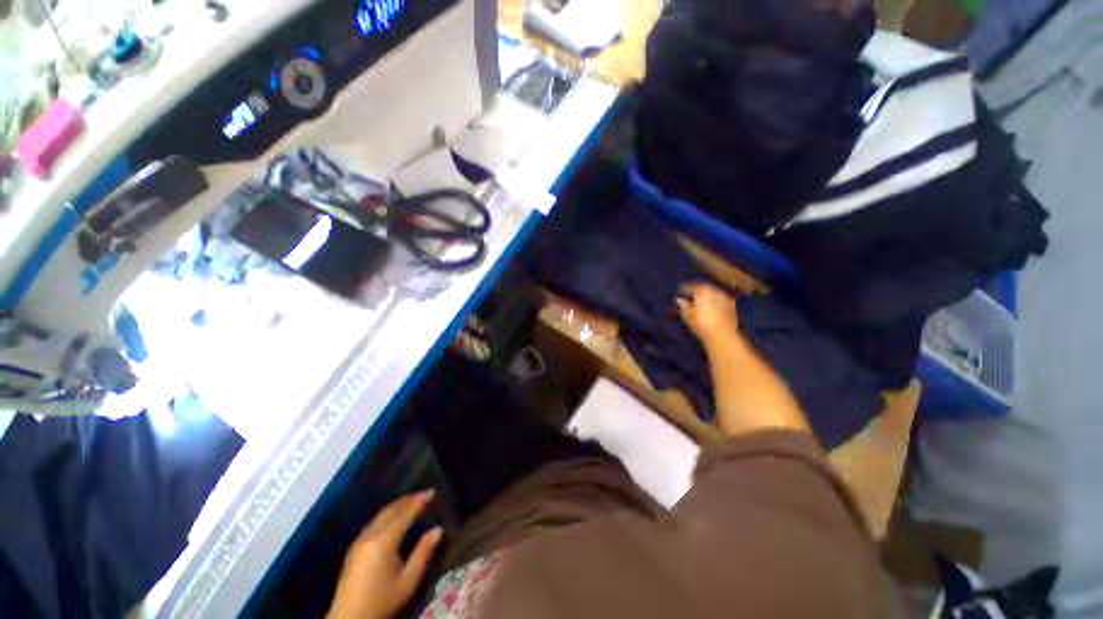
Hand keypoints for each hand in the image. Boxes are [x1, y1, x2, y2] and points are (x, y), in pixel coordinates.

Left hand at [329, 490, 443, 618]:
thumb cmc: (382, 600)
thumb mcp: (408, 580)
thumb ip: (423, 552)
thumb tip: (438, 529)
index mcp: (383, 541)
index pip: (405, 513)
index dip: (419, 501)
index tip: (433, 491)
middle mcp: (370, 535)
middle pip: (391, 510)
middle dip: (408, 500)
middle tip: (425, 494)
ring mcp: (359, 541)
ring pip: (380, 515)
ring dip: (398, 506)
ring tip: (413, 502)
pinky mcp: (354, 548)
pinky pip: (374, 522)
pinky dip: (388, 514)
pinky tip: (394, 518)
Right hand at [676, 282, 738, 342]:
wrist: (723, 335)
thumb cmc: (701, 324)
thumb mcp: (687, 315)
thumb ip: (682, 305)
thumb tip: (679, 299)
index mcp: (702, 291)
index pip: (691, 287)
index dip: (684, 290)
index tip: (681, 294)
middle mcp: (714, 290)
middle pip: (703, 288)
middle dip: (697, 293)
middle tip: (691, 299)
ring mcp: (725, 297)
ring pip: (712, 294)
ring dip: (706, 297)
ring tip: (701, 305)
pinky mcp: (732, 305)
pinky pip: (720, 300)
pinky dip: (715, 302)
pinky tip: (711, 310)